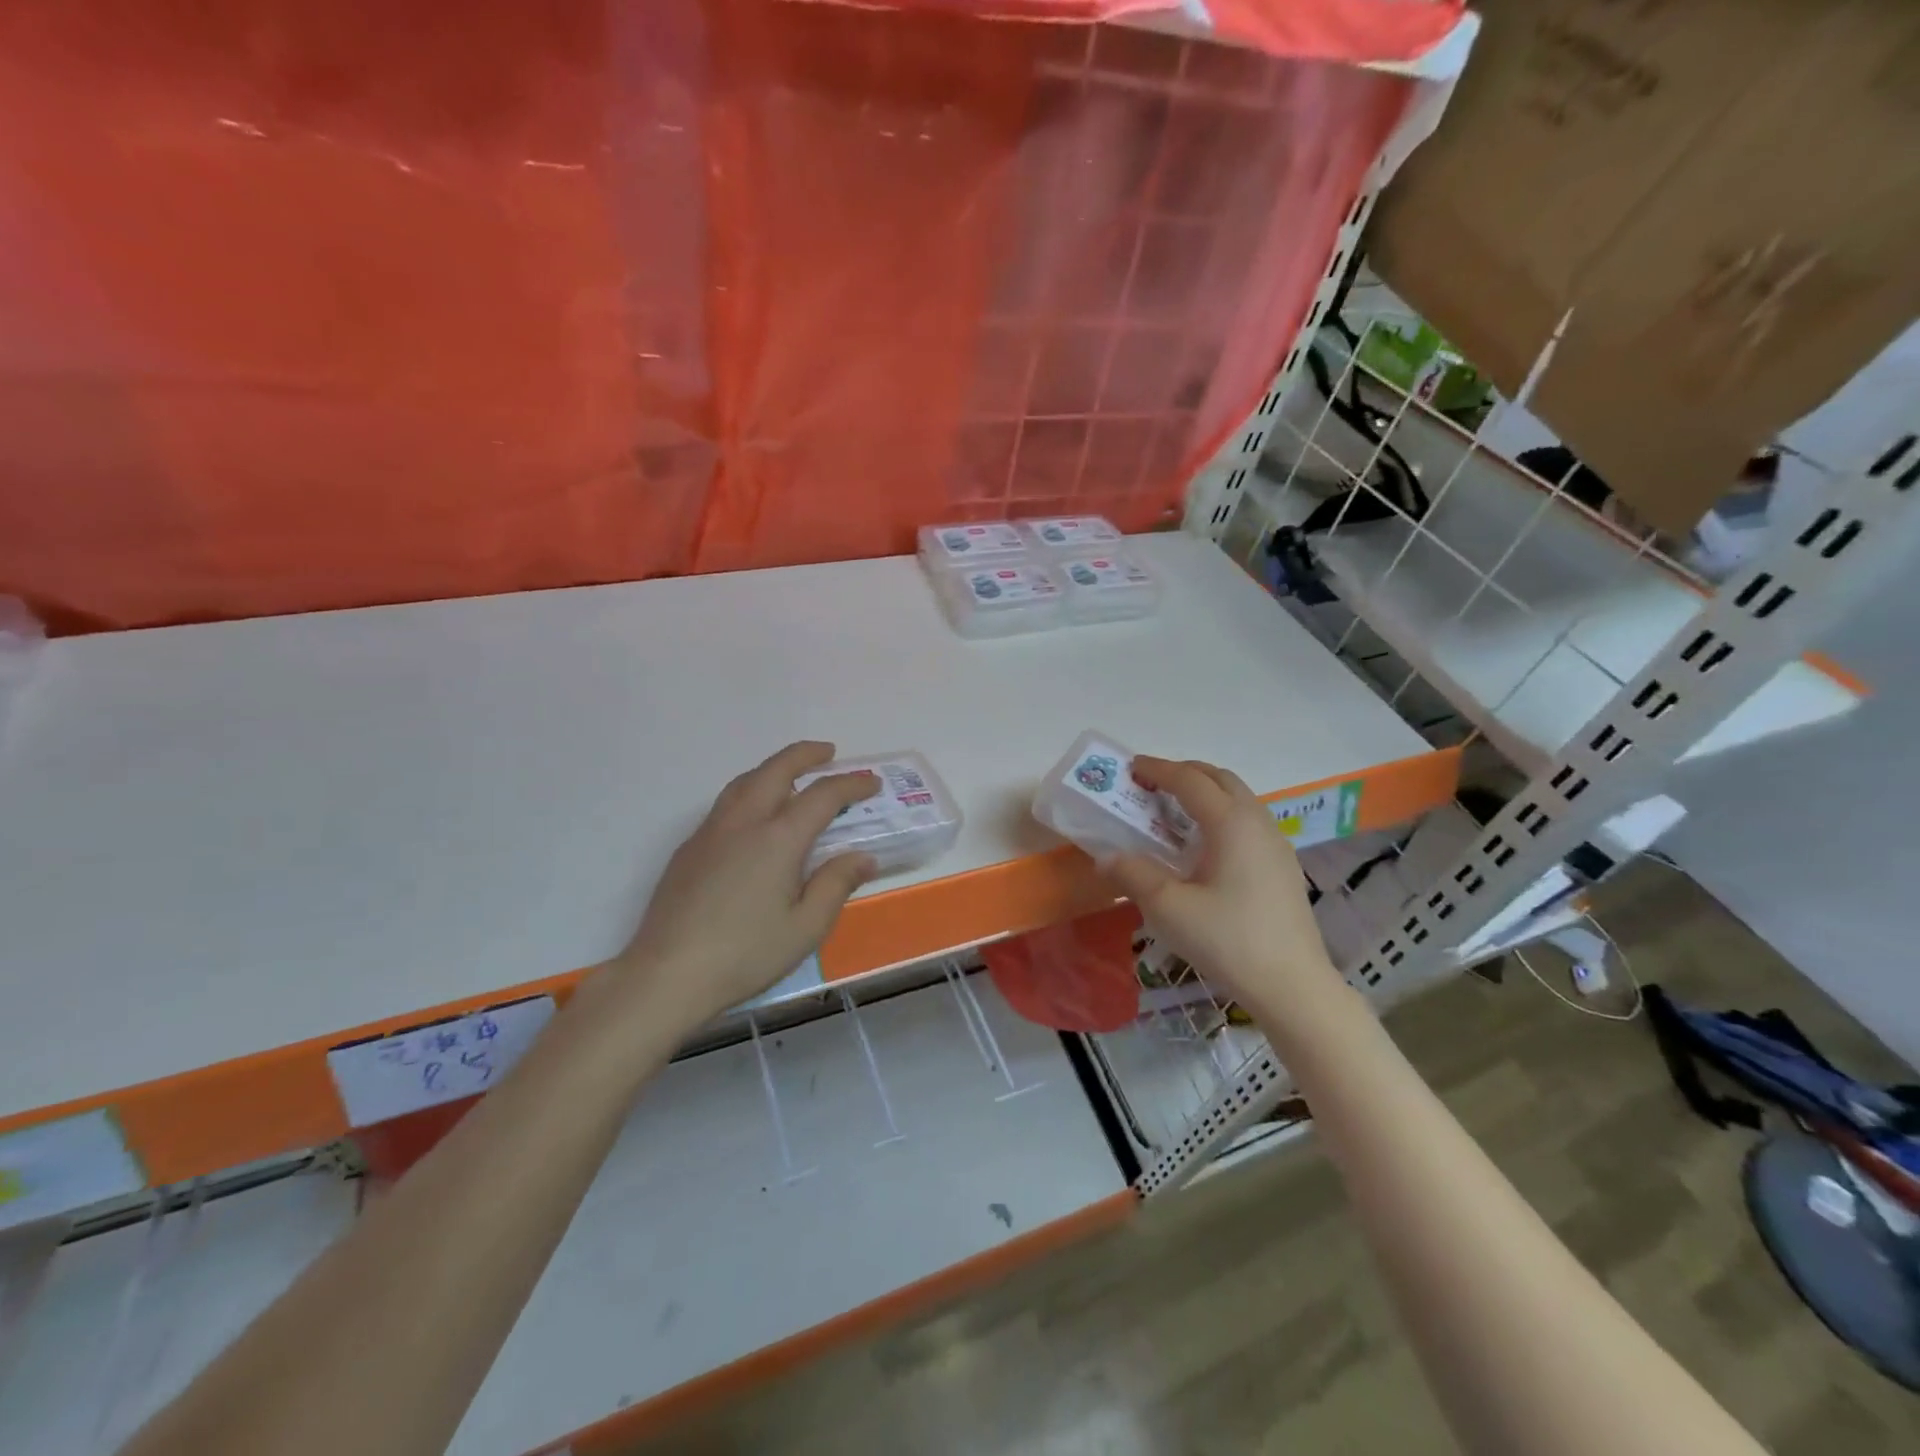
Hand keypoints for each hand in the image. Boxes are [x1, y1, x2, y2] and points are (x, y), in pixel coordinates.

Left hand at [604, 742, 881, 1027]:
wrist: (666, 975)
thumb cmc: (745, 955)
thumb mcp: (805, 928)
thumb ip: (836, 884)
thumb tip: (863, 857)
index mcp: (778, 838)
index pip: (822, 795)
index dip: (851, 784)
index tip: (871, 781)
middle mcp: (743, 822)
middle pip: (776, 769)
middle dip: (805, 755)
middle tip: (828, 752)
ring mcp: (710, 832)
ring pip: (745, 781)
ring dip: (773, 768)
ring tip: (792, 775)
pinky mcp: (689, 848)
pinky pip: (726, 802)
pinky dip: (750, 790)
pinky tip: (755, 815)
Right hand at [1105, 757, 1344, 1018]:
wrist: (1293, 986)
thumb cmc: (1228, 941)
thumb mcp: (1169, 908)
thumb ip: (1133, 874)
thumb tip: (1106, 857)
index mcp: (1231, 823)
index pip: (1190, 780)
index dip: (1158, 769)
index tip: (1131, 767)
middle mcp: (1258, 822)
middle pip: (1220, 779)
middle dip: (1184, 773)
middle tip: (1151, 785)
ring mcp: (1276, 844)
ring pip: (1239, 799)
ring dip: (1205, 793)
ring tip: (1175, 813)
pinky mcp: (1283, 866)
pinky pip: (1248, 821)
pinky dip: (1221, 815)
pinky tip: (1205, 846)